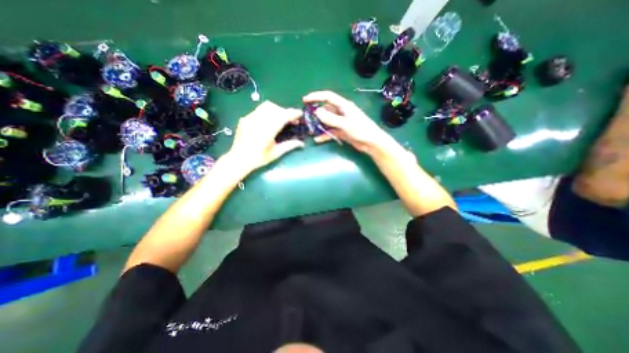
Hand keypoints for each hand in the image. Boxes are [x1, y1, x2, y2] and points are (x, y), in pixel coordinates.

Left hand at [226, 101, 304, 173]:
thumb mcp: (276, 153)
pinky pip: (258, 110)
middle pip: (276, 108)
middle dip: (286, 112)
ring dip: (276, 110)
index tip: (300, 114)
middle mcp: (259, 121)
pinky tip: (268, 121)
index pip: (283, 116)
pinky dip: (267, 112)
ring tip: (280, 119)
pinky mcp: (245, 119)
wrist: (238, 159)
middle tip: (291, 120)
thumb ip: (289, 145)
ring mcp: (250, 118)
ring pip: (266, 106)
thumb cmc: (259, 158)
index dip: (293, 113)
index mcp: (268, 130)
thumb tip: (301, 143)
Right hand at [302, 90, 390, 153]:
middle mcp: (341, 112)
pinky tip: (317, 140)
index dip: (316, 96)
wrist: (372, 143)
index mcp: (344, 106)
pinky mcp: (342, 131)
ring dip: (319, 125)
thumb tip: (316, 112)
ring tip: (310, 130)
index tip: (305, 100)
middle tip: (306, 119)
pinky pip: (330, 131)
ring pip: (327, 121)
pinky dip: (324, 135)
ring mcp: (341, 122)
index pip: (328, 97)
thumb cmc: (361, 130)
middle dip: (315, 114)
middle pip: (326, 110)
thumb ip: (331, 118)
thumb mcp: (345, 124)